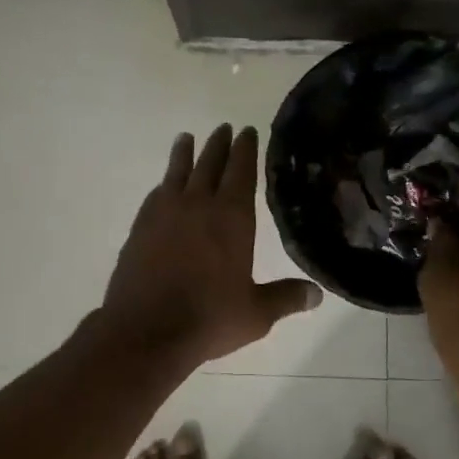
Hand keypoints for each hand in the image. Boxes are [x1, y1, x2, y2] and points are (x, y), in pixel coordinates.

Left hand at [98, 125, 321, 369]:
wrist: (146, 330)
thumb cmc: (208, 318)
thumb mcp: (256, 313)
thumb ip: (286, 298)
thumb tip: (317, 294)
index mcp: (231, 217)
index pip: (241, 171)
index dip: (245, 149)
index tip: (247, 131)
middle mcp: (199, 204)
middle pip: (210, 164)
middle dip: (219, 144)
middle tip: (224, 127)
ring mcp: (165, 213)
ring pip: (178, 172)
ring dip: (185, 153)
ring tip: (187, 138)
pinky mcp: (141, 227)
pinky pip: (156, 194)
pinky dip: (164, 183)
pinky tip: (164, 185)